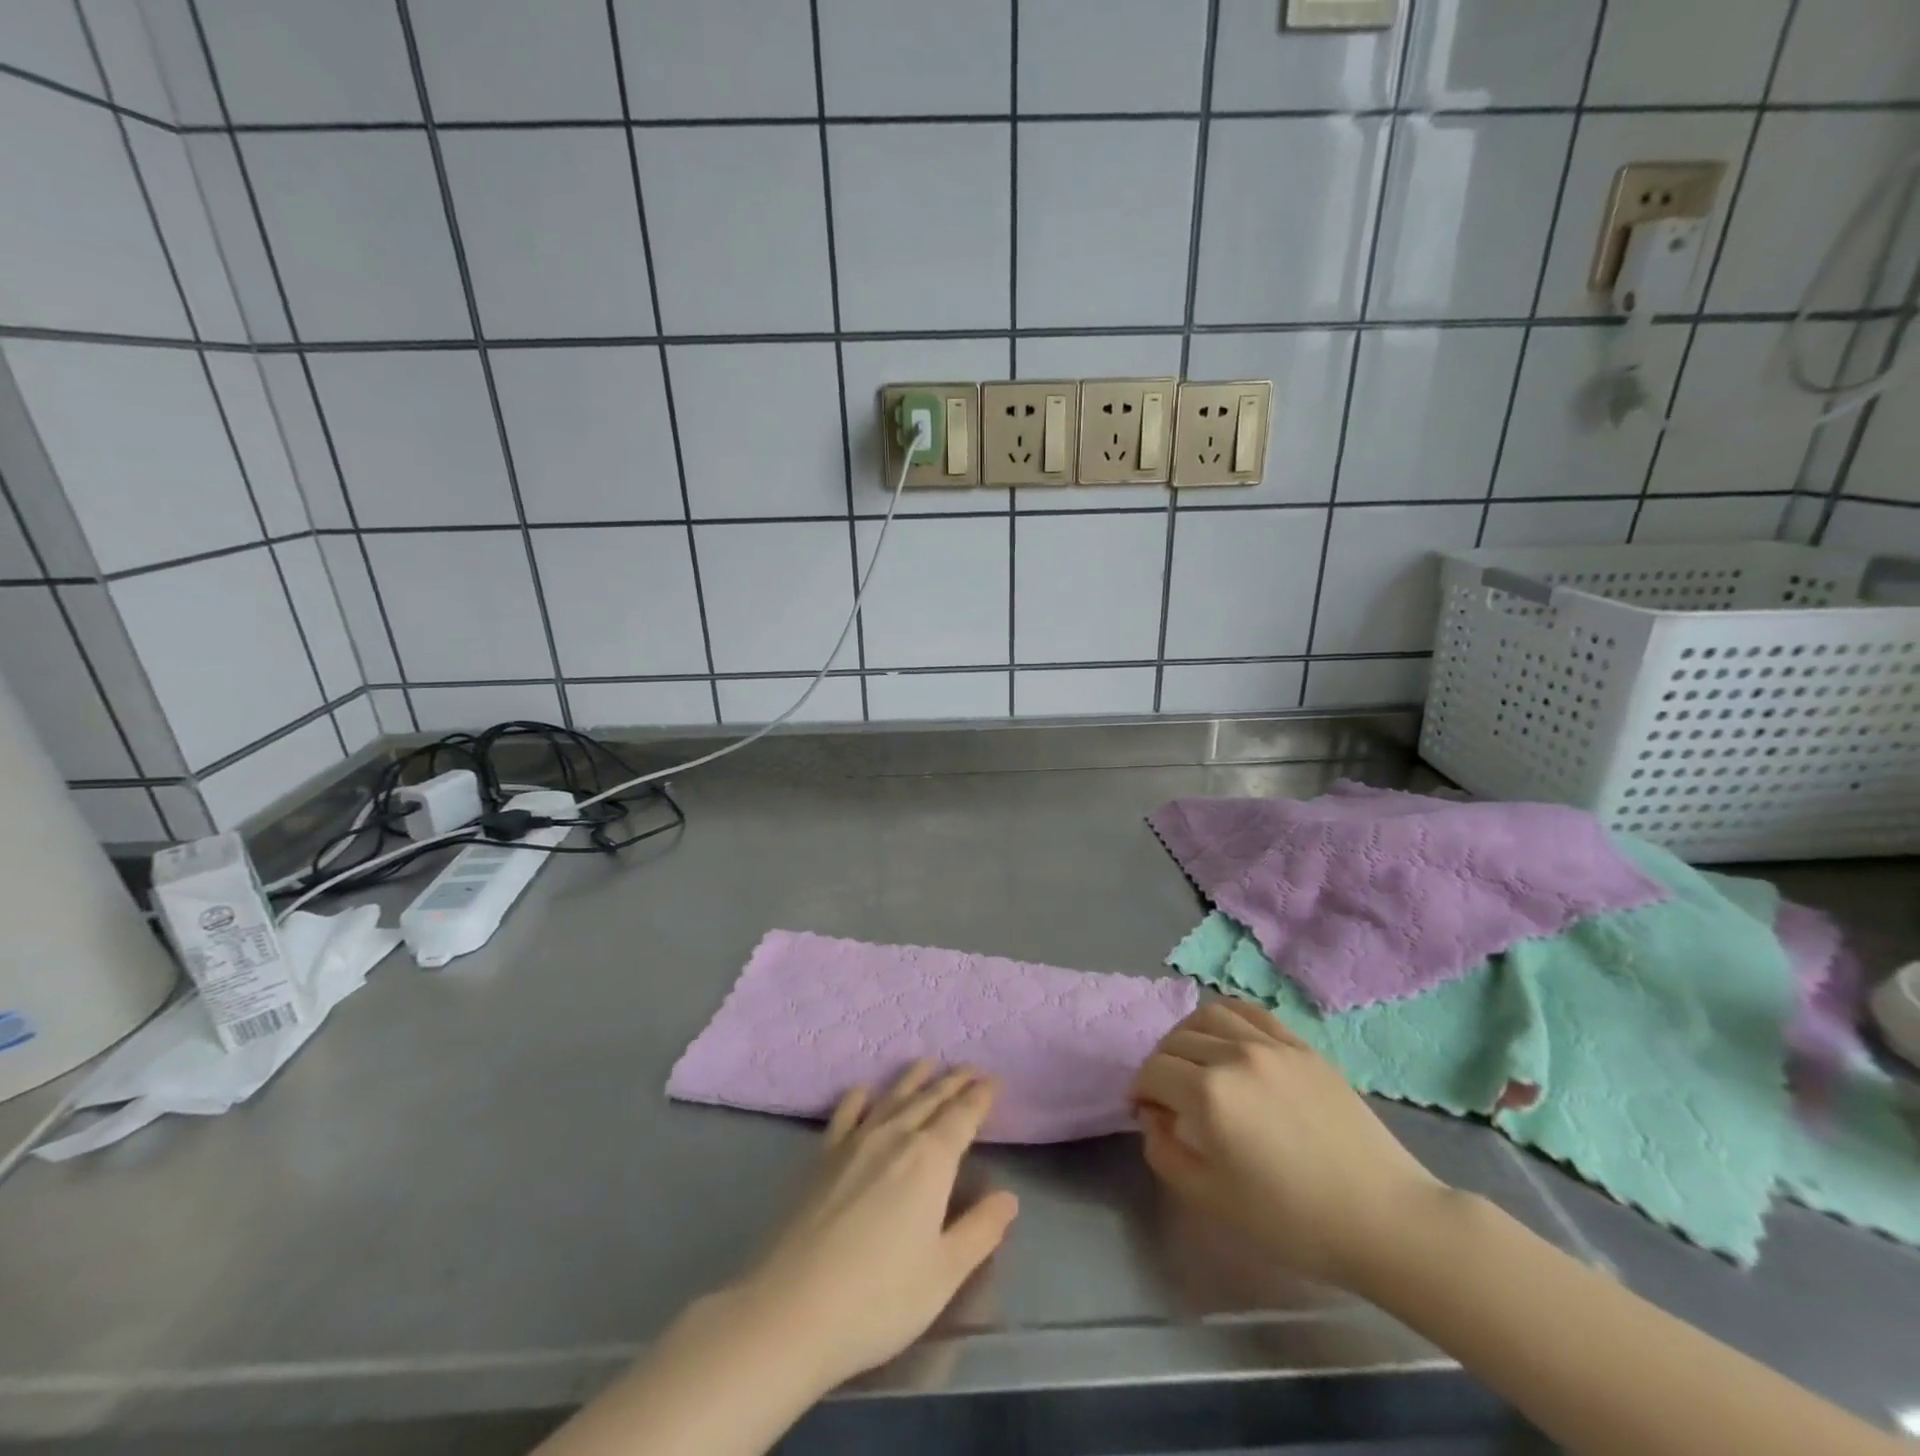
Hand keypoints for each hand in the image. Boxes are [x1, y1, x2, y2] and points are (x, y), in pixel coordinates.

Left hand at [730, 1062, 1019, 1392]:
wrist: (793, 1308)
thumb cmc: (880, 1298)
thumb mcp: (944, 1273)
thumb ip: (980, 1231)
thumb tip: (1008, 1197)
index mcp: (930, 1160)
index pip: (962, 1116)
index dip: (980, 1097)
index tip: (993, 1081)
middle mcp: (895, 1137)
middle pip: (930, 1099)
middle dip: (953, 1082)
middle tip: (970, 1068)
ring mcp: (855, 1142)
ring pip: (892, 1098)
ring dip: (913, 1079)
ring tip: (928, 1063)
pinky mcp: (823, 1157)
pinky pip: (846, 1114)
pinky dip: (859, 1097)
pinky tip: (863, 1090)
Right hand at [1130, 1000, 1447, 1286]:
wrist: (1383, 1218)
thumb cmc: (1292, 1220)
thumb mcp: (1211, 1200)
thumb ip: (1164, 1152)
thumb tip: (1154, 1116)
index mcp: (1209, 1093)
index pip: (1153, 1071)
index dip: (1140, 1091)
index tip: (1145, 1112)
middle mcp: (1234, 1055)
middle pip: (1175, 1041)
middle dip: (1160, 1066)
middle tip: (1167, 1095)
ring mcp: (1271, 1044)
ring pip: (1209, 1015)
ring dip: (1188, 1034)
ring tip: (1194, 1061)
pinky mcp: (1301, 1045)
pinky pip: (1251, 1012)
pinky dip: (1226, 1019)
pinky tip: (1228, 1040)